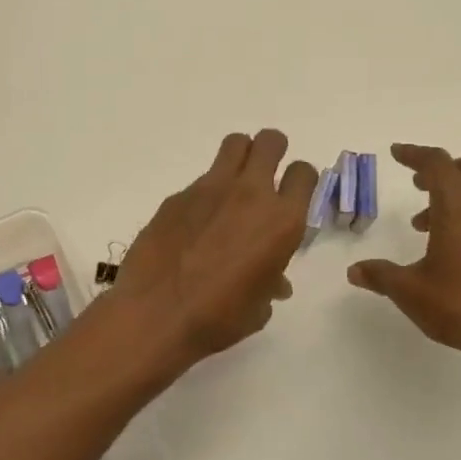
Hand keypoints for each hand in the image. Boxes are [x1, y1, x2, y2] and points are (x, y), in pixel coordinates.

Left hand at [110, 130, 318, 367]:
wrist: (157, 314)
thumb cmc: (219, 318)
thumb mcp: (258, 307)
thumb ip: (270, 282)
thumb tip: (274, 282)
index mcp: (281, 221)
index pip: (304, 173)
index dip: (301, 180)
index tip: (292, 194)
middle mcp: (250, 194)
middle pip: (270, 142)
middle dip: (273, 151)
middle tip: (266, 173)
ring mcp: (210, 189)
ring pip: (234, 145)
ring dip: (240, 157)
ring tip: (233, 186)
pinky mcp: (177, 196)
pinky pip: (200, 181)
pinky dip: (205, 195)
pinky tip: (194, 224)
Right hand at [347, 144, 460, 386]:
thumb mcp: (410, 291)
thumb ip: (380, 275)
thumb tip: (355, 271)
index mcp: (459, 209)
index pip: (437, 164)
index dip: (415, 154)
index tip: (396, 153)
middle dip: (442, 170)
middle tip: (418, 186)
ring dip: (457, 198)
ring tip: (429, 228)